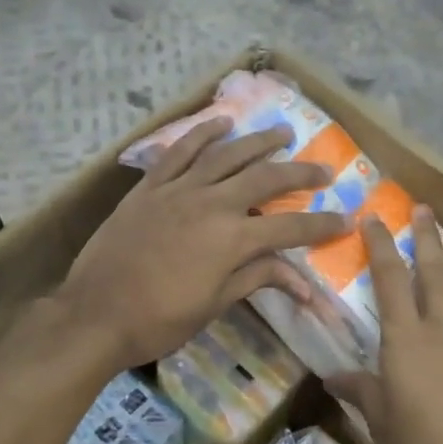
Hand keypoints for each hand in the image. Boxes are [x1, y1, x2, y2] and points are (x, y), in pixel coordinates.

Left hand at [60, 118, 349, 366]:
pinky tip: (220, 123)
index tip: (347, 218)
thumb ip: (256, 280)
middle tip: (323, 168)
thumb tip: (303, 284)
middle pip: (265, 179)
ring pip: (225, 155)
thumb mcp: (214, 305)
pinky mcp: (149, 187)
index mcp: (232, 240)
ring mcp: (178, 190)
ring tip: (282, 133)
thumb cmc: (159, 320)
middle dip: (299, 173)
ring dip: (257, 142)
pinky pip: (178, 152)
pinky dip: (201, 134)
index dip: (322, 225)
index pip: (290, 228)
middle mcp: (211, 204)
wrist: (95, 314)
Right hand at [327, 207, 442, 443]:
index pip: (388, 282)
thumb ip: (361, 393)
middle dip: (427, 240)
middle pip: (433, 276)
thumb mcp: (381, 424)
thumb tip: (331, 376)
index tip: (374, 219)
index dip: (380, 248)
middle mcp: (442, 332)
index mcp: (405, 341)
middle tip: (425, 210)